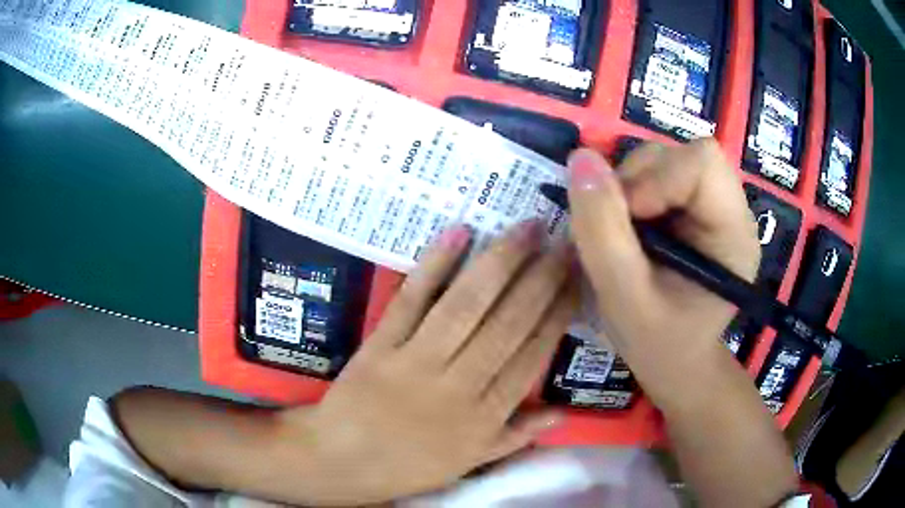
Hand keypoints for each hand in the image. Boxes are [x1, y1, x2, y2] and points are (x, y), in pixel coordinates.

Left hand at [274, 223, 577, 505]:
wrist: (341, 462)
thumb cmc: (407, 466)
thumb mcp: (470, 462)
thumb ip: (516, 436)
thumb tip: (562, 413)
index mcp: (485, 416)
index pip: (533, 354)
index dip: (559, 313)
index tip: (577, 278)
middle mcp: (459, 385)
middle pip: (509, 323)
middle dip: (542, 278)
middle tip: (565, 240)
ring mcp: (417, 362)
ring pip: (467, 306)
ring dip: (501, 262)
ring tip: (527, 228)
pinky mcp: (381, 345)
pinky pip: (411, 301)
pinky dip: (434, 266)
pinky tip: (459, 233)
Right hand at [565, 139, 759, 407]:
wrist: (673, 361)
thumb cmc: (656, 343)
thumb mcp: (623, 298)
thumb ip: (602, 232)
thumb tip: (581, 159)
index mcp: (733, 234)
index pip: (702, 163)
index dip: (656, 179)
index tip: (626, 220)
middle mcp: (730, 210)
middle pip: (681, 155)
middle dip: (637, 182)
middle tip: (618, 230)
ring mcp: (712, 206)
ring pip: (665, 159)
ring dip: (630, 187)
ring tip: (622, 233)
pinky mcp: (694, 207)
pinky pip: (656, 174)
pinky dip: (631, 193)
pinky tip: (630, 229)